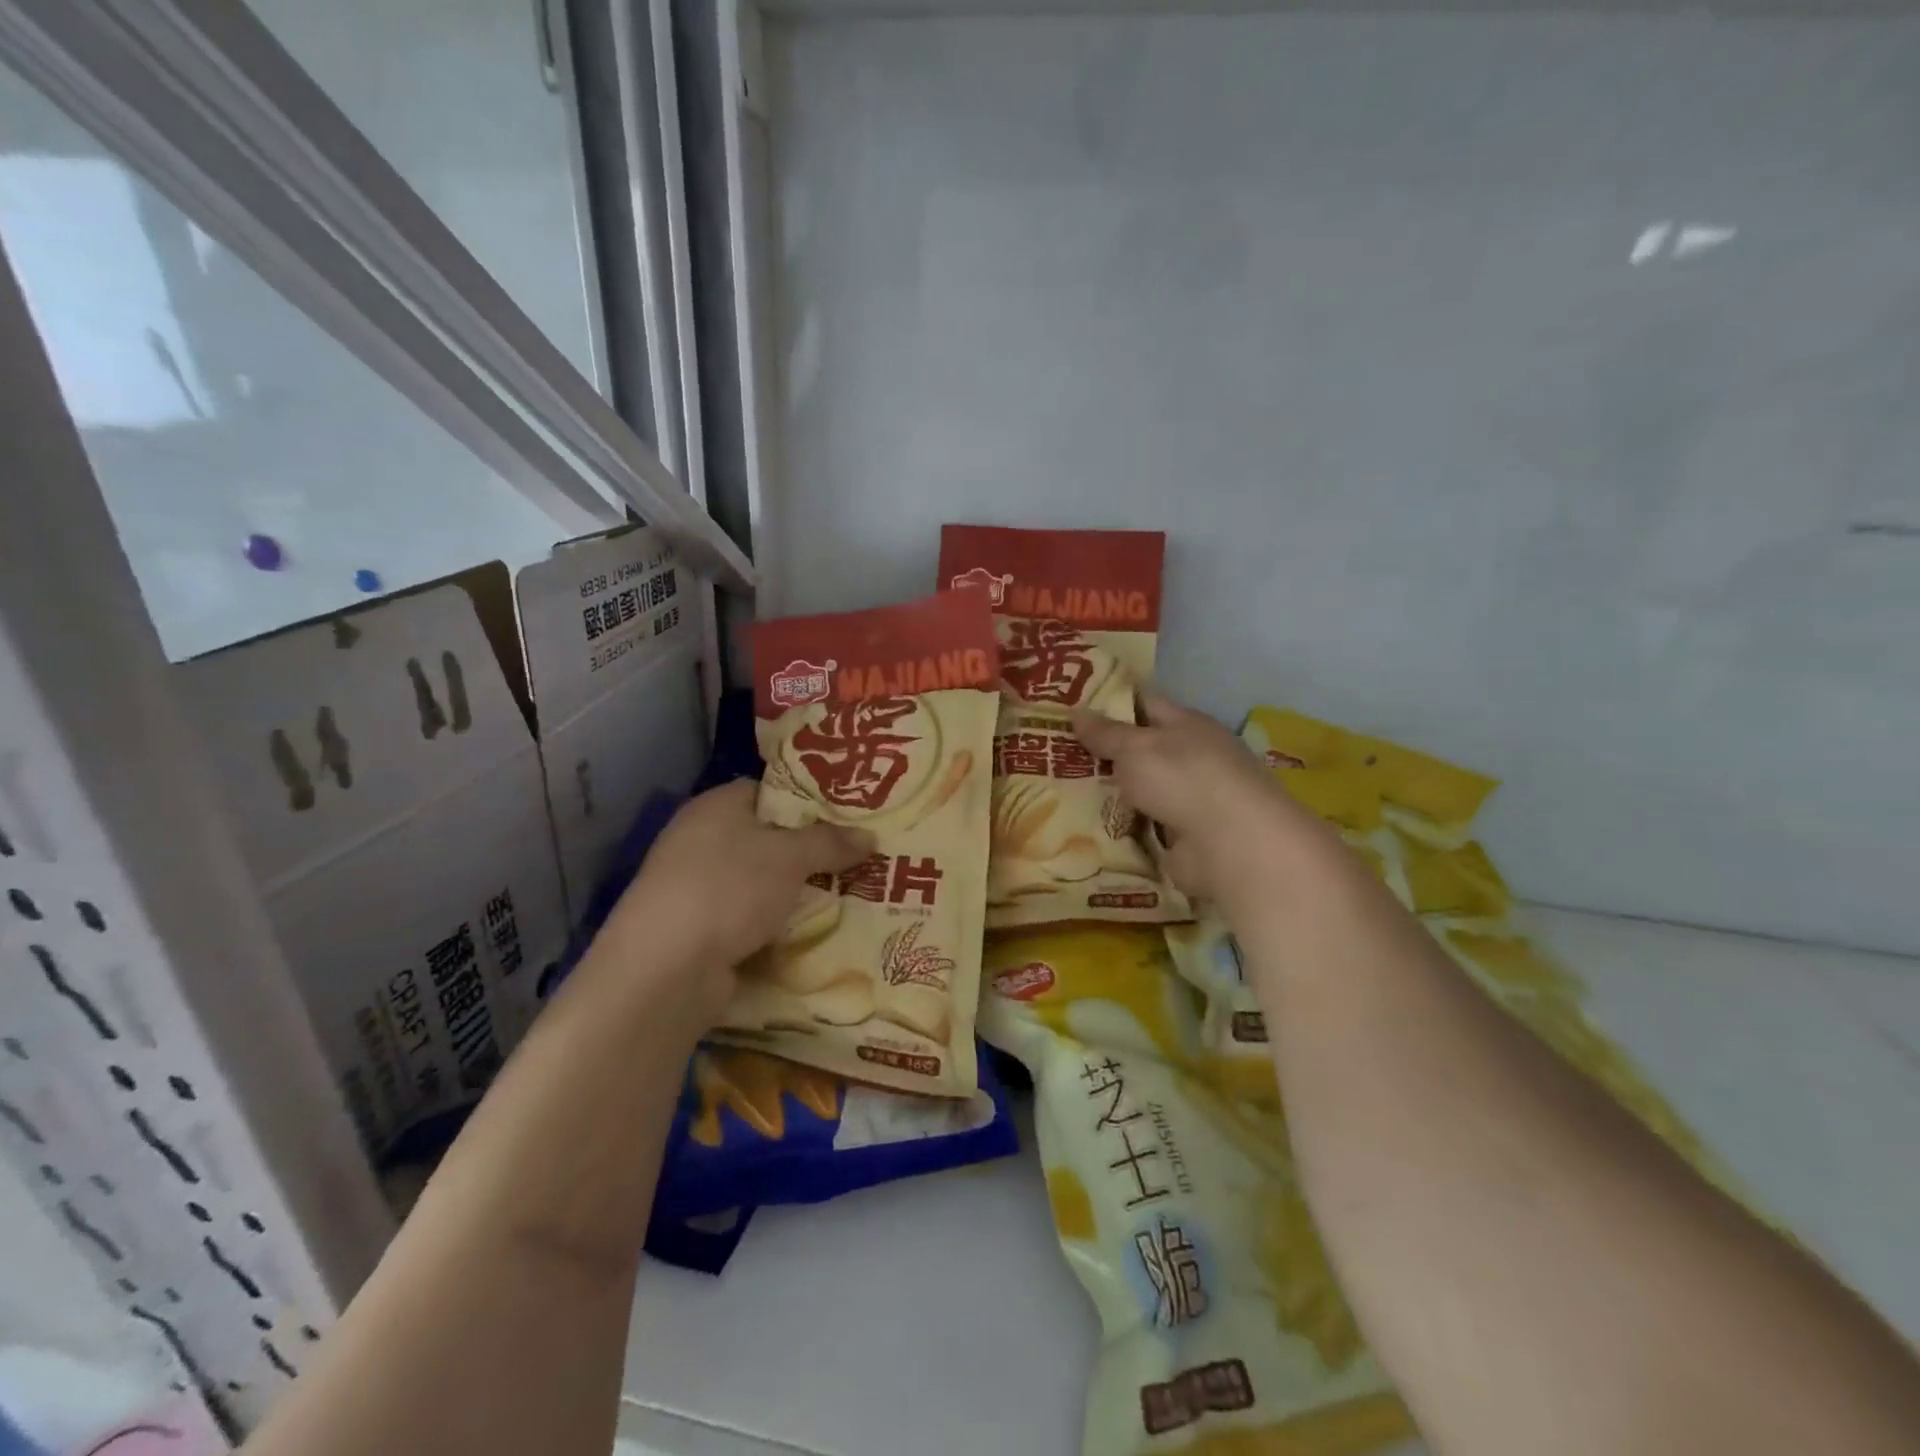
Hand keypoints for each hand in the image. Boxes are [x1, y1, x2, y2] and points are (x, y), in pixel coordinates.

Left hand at [603, 781, 873, 1015]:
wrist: (665, 969)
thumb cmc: (729, 889)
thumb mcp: (790, 857)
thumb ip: (831, 843)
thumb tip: (870, 836)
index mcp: (716, 806)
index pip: (769, 791)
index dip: (808, 801)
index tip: (848, 816)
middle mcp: (700, 839)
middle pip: (768, 838)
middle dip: (810, 852)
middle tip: (858, 858)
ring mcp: (695, 887)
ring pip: (761, 882)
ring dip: (796, 892)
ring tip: (848, 895)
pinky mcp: (697, 929)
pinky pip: (749, 918)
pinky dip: (776, 924)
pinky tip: (813, 932)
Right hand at [1072, 690, 1338, 915]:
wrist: (1232, 845)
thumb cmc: (1184, 779)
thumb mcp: (1136, 748)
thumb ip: (1106, 733)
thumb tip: (1077, 711)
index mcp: (1187, 725)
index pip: (1144, 704)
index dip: (1109, 704)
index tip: (1070, 708)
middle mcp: (1192, 759)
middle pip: (1141, 751)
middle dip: (1103, 754)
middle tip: (1056, 755)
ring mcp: (1190, 800)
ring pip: (1140, 791)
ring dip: (1110, 795)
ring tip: (1060, 794)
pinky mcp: (1185, 839)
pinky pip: (1143, 828)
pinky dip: (1121, 829)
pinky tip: (1087, 830)